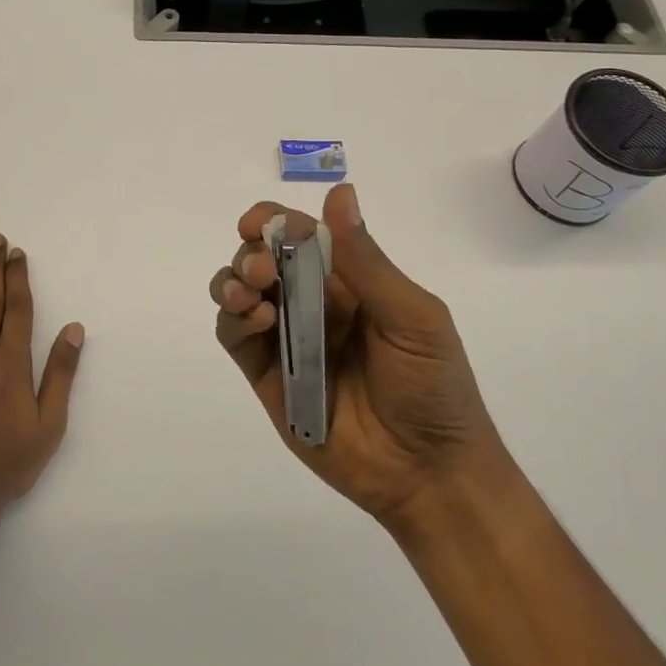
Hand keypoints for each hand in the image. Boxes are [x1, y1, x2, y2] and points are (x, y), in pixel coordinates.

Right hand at [209, 183, 501, 527]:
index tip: (256, 222)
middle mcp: (312, 303)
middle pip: (262, 258)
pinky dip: (233, 319)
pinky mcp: (268, 376)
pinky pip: (235, 337)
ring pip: (239, 292)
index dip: (274, 221)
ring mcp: (287, 339)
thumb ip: (366, 261)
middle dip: (252, 253)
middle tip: (262, 270)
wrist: (428, 474)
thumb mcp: (411, 317)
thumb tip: (340, 192)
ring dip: (232, 280)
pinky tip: (254, 319)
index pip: (301, 235)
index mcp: (349, 281)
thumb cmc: (433, 387)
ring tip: (251, 293)